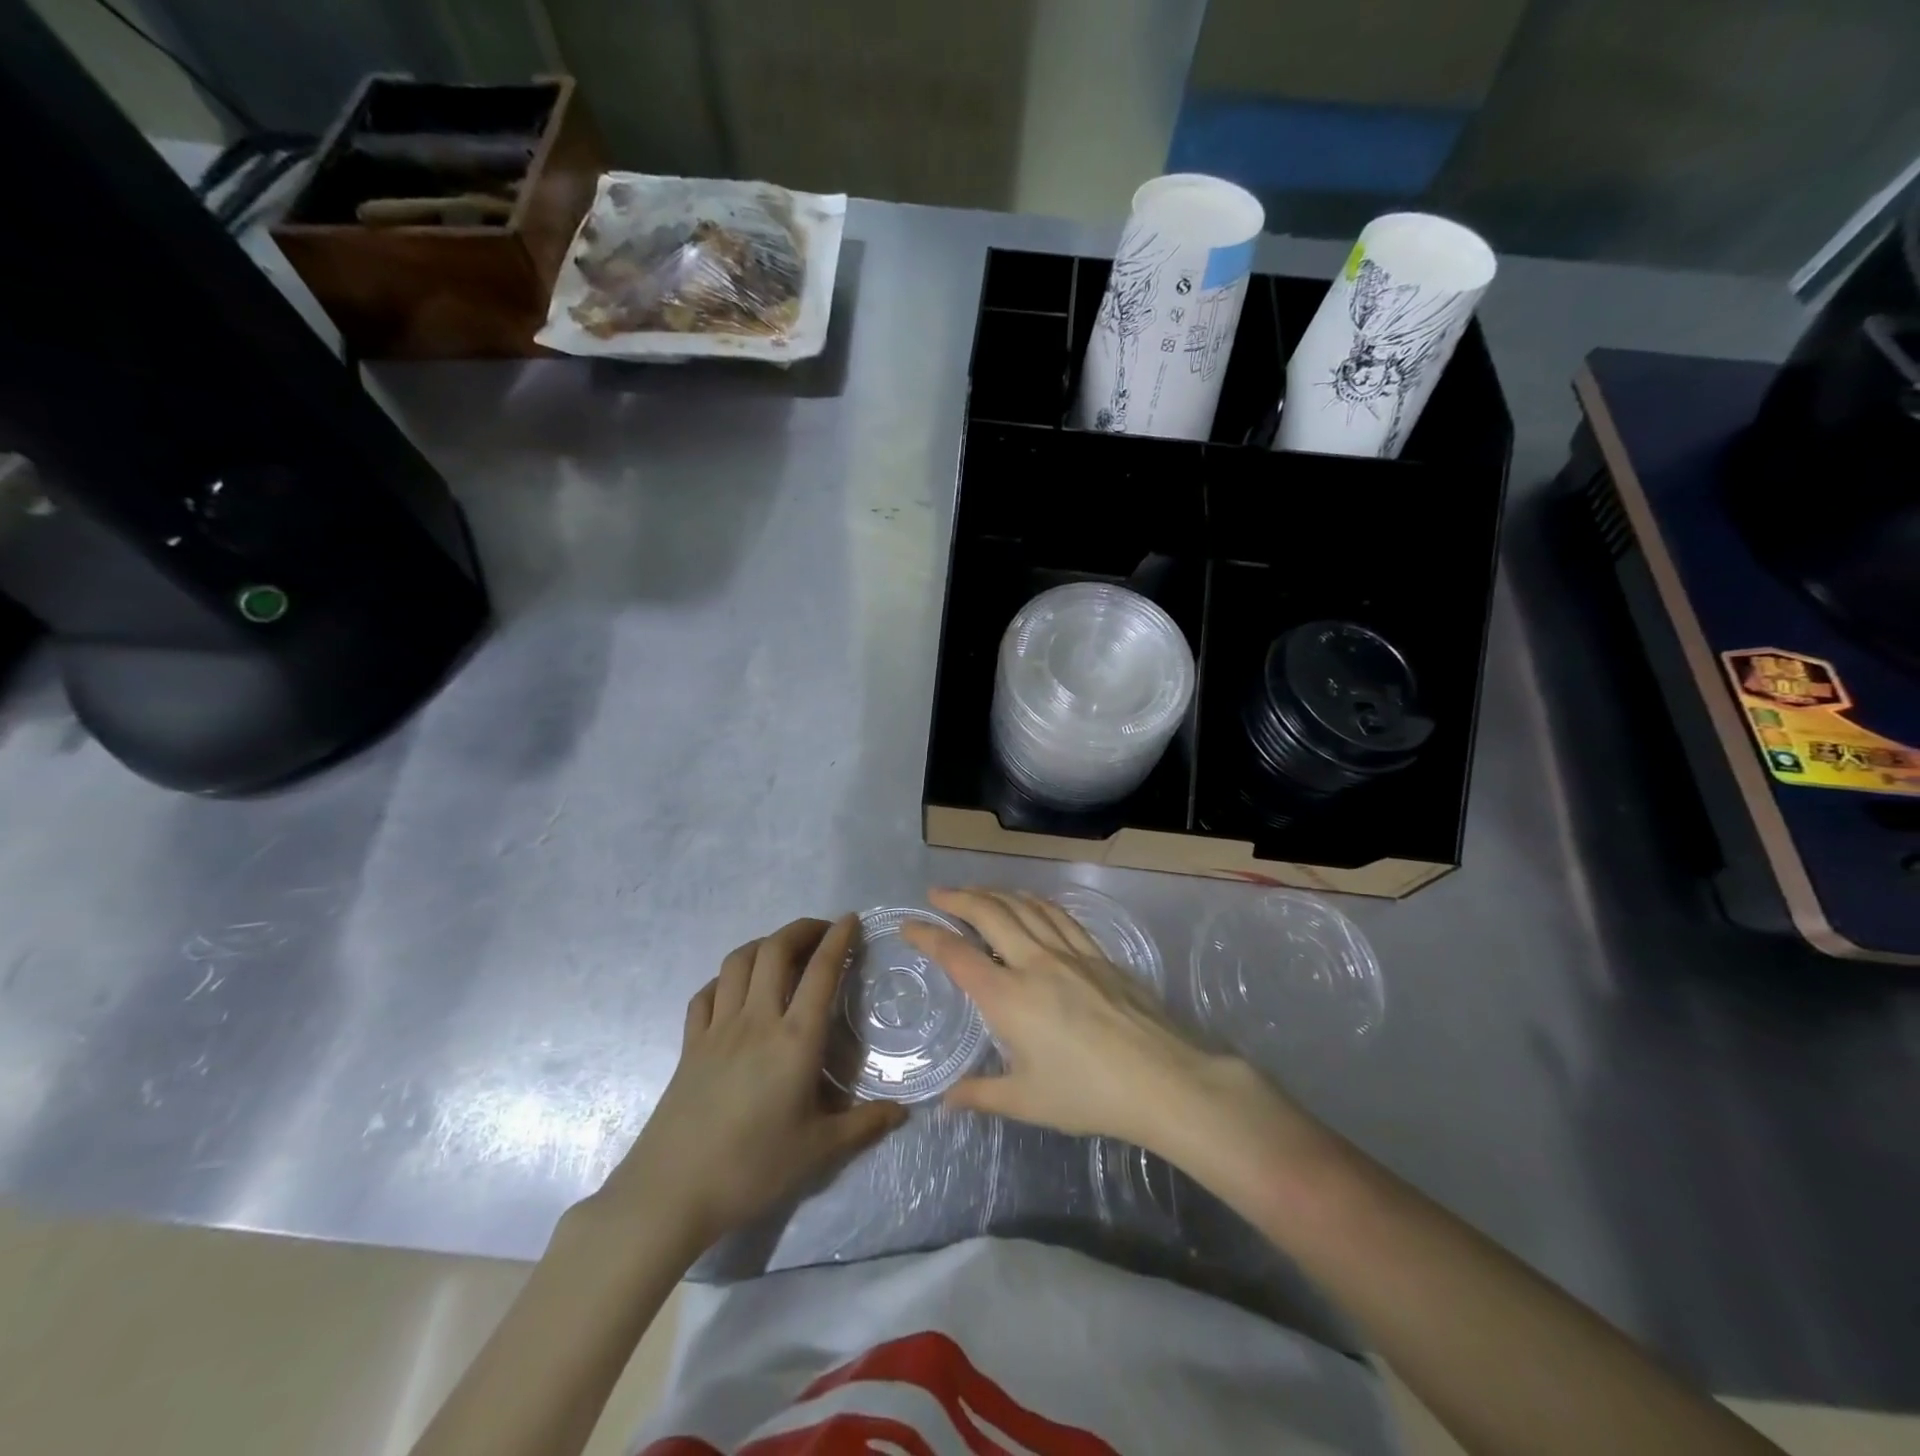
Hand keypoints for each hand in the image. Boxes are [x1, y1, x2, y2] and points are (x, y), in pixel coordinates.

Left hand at [592, 916, 905, 1253]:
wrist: (671, 1192)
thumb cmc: (752, 1168)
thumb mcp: (818, 1151)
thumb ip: (864, 1126)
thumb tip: (904, 1111)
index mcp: (795, 1039)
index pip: (821, 972)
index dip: (838, 939)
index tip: (851, 920)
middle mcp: (757, 1020)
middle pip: (775, 950)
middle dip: (801, 929)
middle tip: (822, 930)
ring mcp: (717, 1028)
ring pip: (738, 962)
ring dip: (764, 944)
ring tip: (783, 951)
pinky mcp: (690, 1044)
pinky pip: (706, 994)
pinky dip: (725, 979)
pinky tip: (735, 989)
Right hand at [900, 887, 1226, 1148]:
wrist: (1161, 1079)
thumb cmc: (1087, 1094)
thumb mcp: (1026, 1101)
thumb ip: (981, 1095)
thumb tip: (945, 1103)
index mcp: (1008, 997)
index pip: (957, 954)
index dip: (928, 935)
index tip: (908, 924)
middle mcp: (1034, 963)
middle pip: (990, 914)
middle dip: (959, 898)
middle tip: (938, 893)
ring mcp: (1069, 953)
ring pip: (1024, 907)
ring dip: (995, 893)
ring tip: (977, 891)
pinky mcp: (1097, 954)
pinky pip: (1058, 915)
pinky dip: (1035, 901)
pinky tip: (1030, 902)